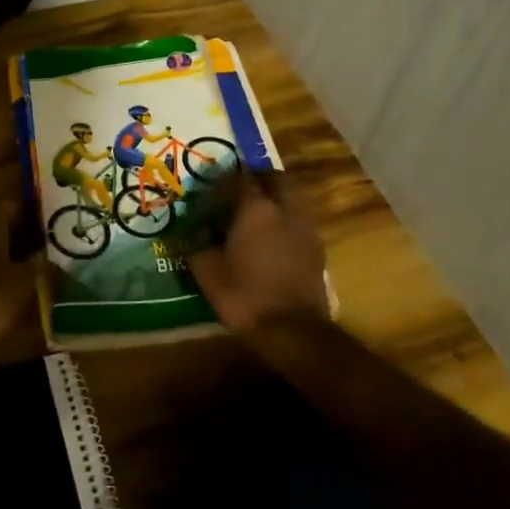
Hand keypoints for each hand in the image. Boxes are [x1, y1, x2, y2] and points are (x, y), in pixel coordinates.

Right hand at [183, 172, 329, 334]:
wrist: (293, 331)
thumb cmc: (244, 295)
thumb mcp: (207, 271)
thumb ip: (197, 245)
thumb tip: (192, 233)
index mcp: (256, 208)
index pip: (241, 177)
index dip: (225, 179)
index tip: (212, 188)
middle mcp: (285, 209)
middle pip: (276, 178)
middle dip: (259, 179)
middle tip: (239, 191)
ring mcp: (305, 228)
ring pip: (292, 198)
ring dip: (275, 199)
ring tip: (256, 216)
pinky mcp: (317, 249)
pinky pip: (299, 222)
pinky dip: (286, 221)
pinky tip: (272, 240)